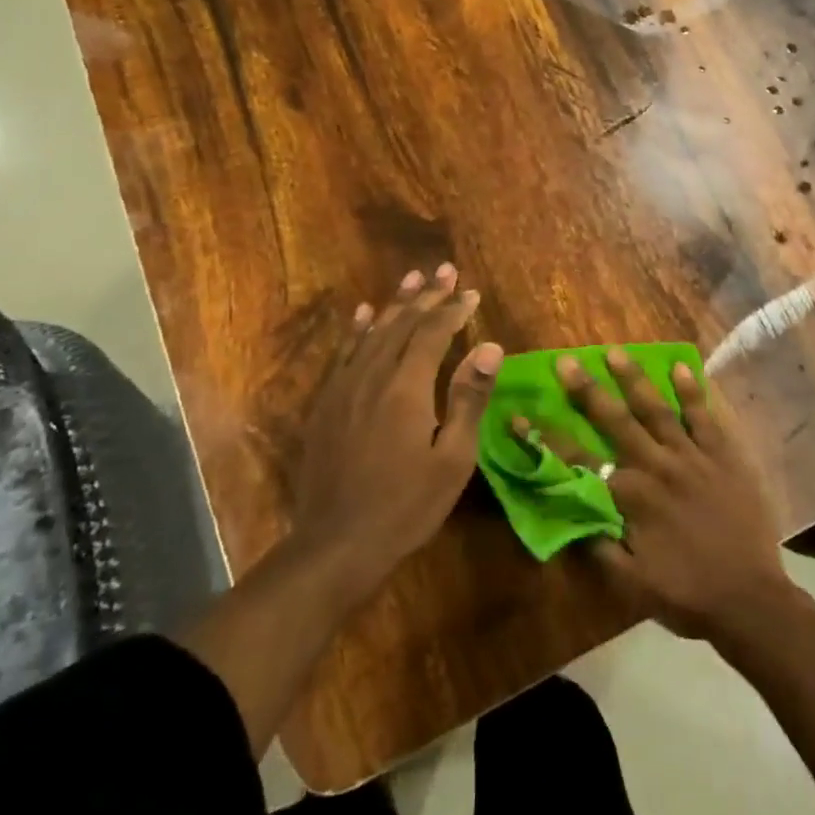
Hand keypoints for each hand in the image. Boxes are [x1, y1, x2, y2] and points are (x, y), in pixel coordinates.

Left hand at [292, 265, 502, 583]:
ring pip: (372, 332)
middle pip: (402, 324)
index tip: (471, 292)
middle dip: (427, 296)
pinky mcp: (325, 404)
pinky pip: (343, 353)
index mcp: (407, 388)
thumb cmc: (406, 505)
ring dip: (395, 304)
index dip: (453, 310)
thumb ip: (468, 399)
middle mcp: (372, 376)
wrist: (336, 544)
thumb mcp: (452, 459)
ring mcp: (343, 388)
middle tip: (445, 271)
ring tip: (412, 280)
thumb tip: (490, 347)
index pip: (433, 334)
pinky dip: (357, 329)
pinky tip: (364, 314)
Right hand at [553, 349, 788, 640]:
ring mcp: (692, 457)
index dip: (546, 438)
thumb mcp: (630, 583)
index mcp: (630, 497)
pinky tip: (680, 367)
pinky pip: (705, 417)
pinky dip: (692, 392)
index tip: (520, 415)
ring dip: (634, 379)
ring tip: (615, 352)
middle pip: (615, 422)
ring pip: (657, 409)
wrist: (751, 600)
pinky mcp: (724, 456)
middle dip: (587, 390)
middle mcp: (657, 467)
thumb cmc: (686, 593)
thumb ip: (596, 545)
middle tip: (566, 361)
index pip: (577, 461)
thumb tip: (564, 512)